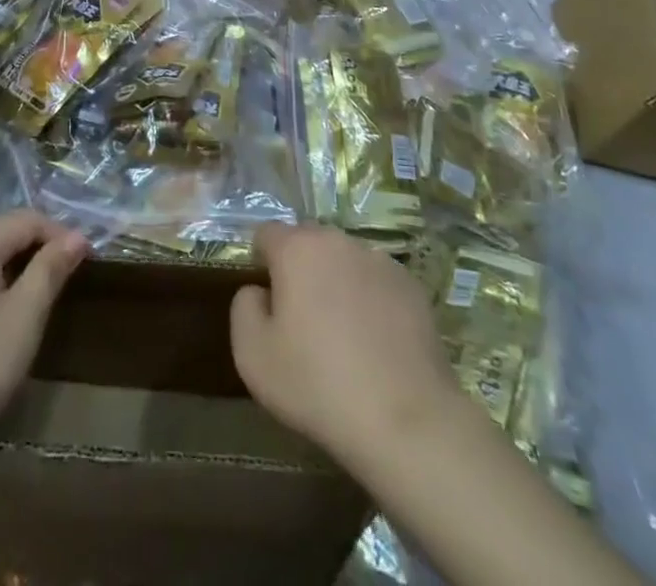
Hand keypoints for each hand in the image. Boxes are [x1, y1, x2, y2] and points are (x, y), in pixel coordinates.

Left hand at [0, 210, 88, 464]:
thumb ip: (49, 271)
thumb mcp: (21, 320)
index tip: (88, 264)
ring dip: (16, 270)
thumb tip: (77, 236)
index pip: (30, 219)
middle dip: (39, 253)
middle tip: (65, 288)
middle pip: (7, 231)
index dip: (62, 237)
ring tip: (37, 305)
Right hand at [230, 223, 459, 472]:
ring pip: (344, 261)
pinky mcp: (411, 287)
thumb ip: (243, 307)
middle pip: (307, 243)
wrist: (406, 423)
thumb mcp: (252, 355)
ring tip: (342, 334)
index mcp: (297, 248)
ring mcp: (380, 260)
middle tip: (301, 321)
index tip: (266, 301)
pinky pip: (377, 283)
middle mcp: (338, 241)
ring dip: (336, 282)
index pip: (266, 233)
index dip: (260, 262)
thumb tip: (258, 291)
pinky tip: (375, 343)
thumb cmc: (318, 384)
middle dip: (299, 270)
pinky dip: (370, 300)